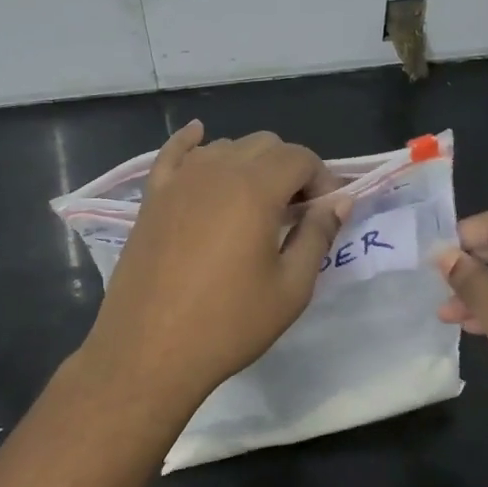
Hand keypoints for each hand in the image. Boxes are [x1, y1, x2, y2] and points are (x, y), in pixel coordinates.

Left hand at [81, 122, 348, 408]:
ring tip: (256, 202)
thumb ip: (317, 236)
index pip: (299, 157)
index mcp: (255, 189)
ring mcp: (179, 181)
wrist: (150, 352)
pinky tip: (199, 135)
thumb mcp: (291, 288)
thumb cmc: (228, 324)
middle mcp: (216, 171)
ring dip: (250, 164)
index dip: (322, 180)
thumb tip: (338, 202)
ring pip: (225, 147)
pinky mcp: (153, 198)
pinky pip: (173, 153)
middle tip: (296, 213)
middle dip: (289, 169)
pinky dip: (191, 142)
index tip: (324, 214)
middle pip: (264, 144)